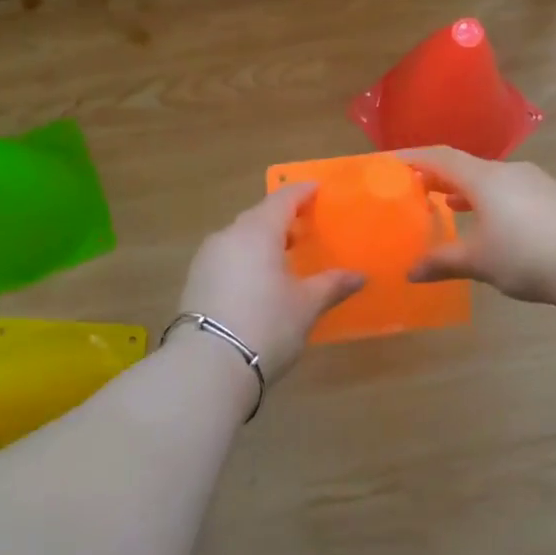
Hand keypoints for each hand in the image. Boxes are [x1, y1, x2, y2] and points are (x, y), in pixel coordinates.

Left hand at [176, 183, 364, 384]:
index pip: (283, 199)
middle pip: (259, 216)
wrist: (208, 365)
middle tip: (305, 226)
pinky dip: (246, 258)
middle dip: (282, 217)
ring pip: (240, 237)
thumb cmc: (266, 325)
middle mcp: (229, 236)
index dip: (302, 192)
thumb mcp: (306, 305)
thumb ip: (332, 285)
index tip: (317, 189)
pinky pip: (227, 257)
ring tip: (284, 255)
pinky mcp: (195, 281)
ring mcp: (207, 258)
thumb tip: (360, 276)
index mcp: (258, 231)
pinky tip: (258, 279)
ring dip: (262, 240)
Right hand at [402, 147, 555, 305]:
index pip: (440, 157)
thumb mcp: (479, 262)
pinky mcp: (554, 197)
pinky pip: (511, 190)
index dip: (413, 157)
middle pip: (465, 166)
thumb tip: (411, 272)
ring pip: (491, 179)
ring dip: (466, 190)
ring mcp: (535, 182)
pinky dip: (490, 200)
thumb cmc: (526, 255)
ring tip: (447, 205)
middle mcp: (509, 171)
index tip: (390, 162)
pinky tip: (491, 222)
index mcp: (484, 178)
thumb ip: (443, 262)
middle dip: (438, 176)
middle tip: (415, 187)